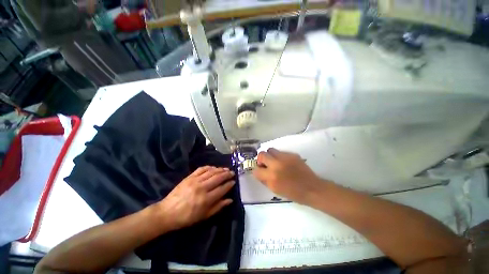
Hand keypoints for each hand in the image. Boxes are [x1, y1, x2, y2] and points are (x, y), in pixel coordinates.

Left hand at [153, 166, 234, 231]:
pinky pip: (202, 169)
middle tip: (232, 172)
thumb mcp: (204, 216)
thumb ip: (218, 207)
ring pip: (211, 172)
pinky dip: (209, 167)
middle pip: (218, 177)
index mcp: (206, 199)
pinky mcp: (189, 177)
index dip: (229, 184)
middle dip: (227, 174)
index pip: (222, 189)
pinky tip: (214, 167)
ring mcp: (195, 181)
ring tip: (226, 169)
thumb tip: (230, 200)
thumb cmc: (186, 217)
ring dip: (220, 169)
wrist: (167, 213)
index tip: (234, 182)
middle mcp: (202, 188)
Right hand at [253, 148, 323, 203]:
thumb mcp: (275, 190)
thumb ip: (265, 180)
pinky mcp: (292, 154)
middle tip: (265, 164)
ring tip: (275, 161)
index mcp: (272, 177)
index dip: (257, 171)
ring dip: (270, 155)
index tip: (260, 171)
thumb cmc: (293, 193)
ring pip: (270, 150)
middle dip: (261, 159)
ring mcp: (285, 158)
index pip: (256, 170)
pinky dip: (279, 156)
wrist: (312, 189)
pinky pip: (281, 152)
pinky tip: (285, 163)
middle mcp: (276, 165)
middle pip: (261, 154)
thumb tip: (259, 172)